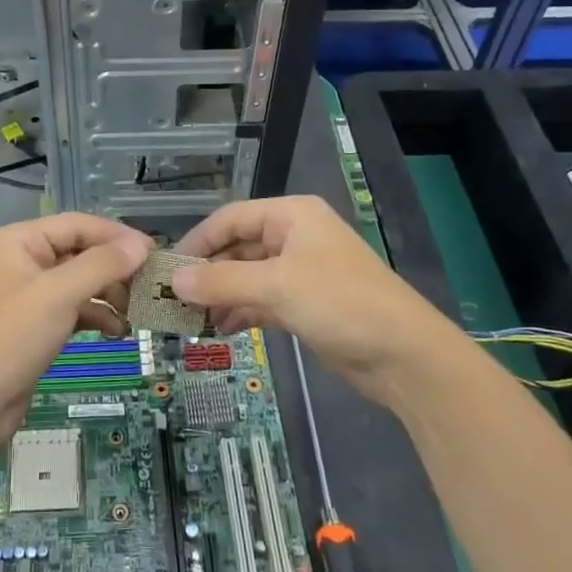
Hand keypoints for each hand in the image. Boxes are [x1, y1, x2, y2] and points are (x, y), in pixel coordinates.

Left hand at [0, 213, 152, 445]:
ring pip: (78, 282)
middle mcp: (22, 260)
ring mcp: (27, 294)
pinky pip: (72, 309)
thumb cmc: (10, 338)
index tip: (154, 252)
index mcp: (19, 241)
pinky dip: (95, 316)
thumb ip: (102, 265)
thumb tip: (141, 244)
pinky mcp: (33, 324)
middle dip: (115, 268)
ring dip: (108, 294)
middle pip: (79, 252)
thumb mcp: (58, 295)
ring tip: (138, 311)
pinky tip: (119, 331)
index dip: (117, 235)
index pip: (77, 224)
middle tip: (150, 285)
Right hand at [172, 196, 454, 406]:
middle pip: (238, 247)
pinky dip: (241, 312)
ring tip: (193, 319)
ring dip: (222, 296)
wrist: (403, 354)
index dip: (198, 241)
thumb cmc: (340, 303)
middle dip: (209, 273)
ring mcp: (301, 272)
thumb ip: (222, 282)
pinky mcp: (306, 304)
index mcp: (291, 216)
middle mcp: (294, 237)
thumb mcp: (276, 287)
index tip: (168, 268)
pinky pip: (262, 300)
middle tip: (175, 299)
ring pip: (248, 277)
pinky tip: (221, 330)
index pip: (231, 218)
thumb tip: (174, 280)